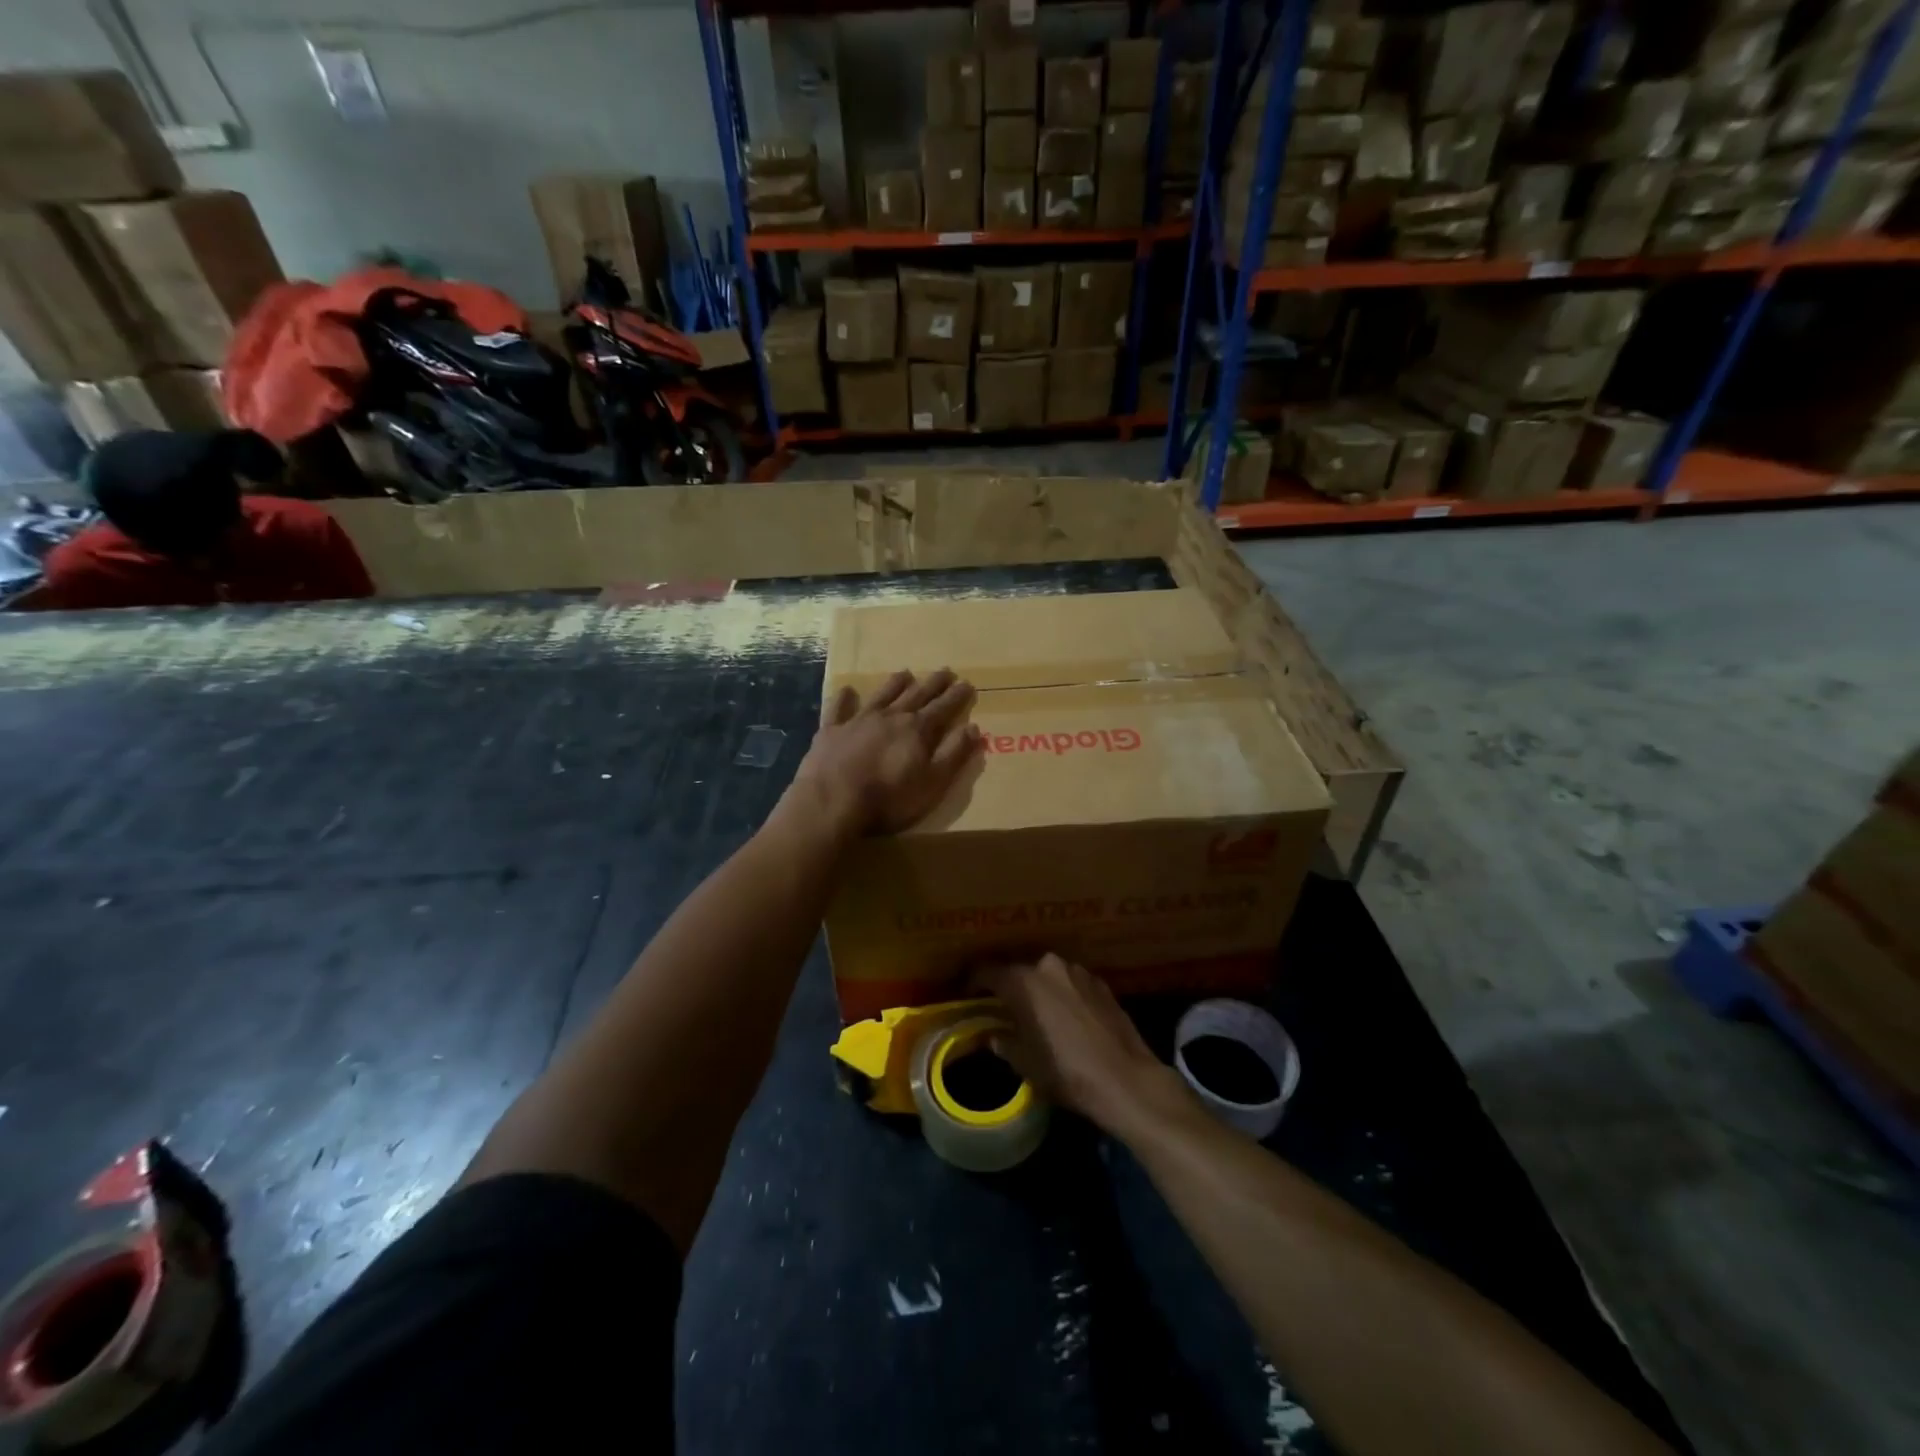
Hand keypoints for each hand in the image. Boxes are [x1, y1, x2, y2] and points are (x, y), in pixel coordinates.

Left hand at [788, 668, 981, 835]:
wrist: (832, 804)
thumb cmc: (889, 799)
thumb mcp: (933, 783)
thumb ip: (953, 754)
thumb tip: (973, 727)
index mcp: (917, 730)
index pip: (943, 708)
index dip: (957, 696)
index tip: (966, 683)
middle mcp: (890, 717)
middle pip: (916, 695)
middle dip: (933, 684)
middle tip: (945, 671)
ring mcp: (858, 721)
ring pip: (882, 695)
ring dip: (895, 684)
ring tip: (906, 673)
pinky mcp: (831, 731)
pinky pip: (839, 708)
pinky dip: (845, 698)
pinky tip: (847, 690)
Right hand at [975, 954, 1190, 1139]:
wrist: (1126, 1079)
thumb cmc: (1066, 1072)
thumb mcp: (1025, 1063)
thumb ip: (1003, 1042)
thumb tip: (991, 1035)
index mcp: (1024, 981)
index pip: (988, 972)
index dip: (973, 982)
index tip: (967, 994)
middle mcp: (1049, 966)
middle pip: (1020, 971)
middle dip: (1009, 987)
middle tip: (1002, 1007)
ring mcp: (1079, 972)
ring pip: (1048, 976)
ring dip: (1039, 990)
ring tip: (1036, 1013)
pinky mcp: (1102, 984)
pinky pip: (1072, 984)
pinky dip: (1063, 995)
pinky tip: (1066, 1018)